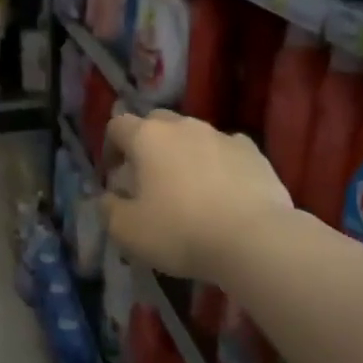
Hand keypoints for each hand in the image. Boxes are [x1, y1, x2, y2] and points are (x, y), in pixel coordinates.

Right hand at [100, 110, 291, 281]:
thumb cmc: (179, 231)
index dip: (110, 148)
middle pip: (156, 122)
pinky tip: (222, 193)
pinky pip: (225, 151)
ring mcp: (222, 136)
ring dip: (183, 154)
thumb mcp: (127, 231)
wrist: (253, 239)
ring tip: (188, 190)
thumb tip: (108, 197)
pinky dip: (217, 164)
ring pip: (193, 136)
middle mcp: (184, 127)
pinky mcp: (253, 152)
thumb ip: (109, 209)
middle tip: (148, 180)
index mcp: (148, 138)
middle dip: (147, 145)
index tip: (114, 177)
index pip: (117, 126)